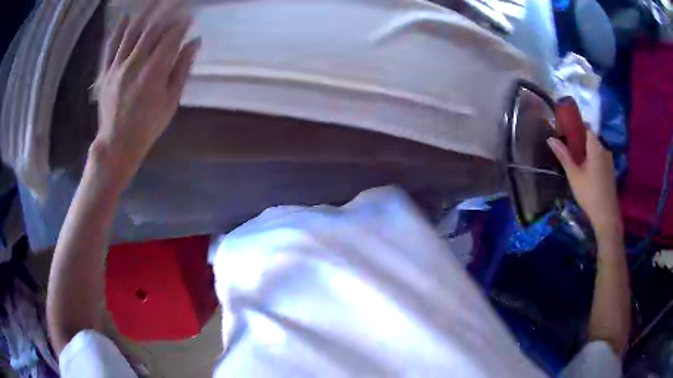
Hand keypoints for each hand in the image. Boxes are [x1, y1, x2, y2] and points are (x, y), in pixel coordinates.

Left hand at [94, 1, 199, 173]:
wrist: (117, 144)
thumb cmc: (148, 126)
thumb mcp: (171, 102)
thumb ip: (182, 69)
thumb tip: (194, 42)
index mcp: (154, 73)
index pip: (171, 38)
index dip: (182, 24)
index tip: (189, 16)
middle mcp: (135, 64)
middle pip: (153, 30)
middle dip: (167, 13)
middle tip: (177, 2)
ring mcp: (118, 67)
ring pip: (133, 32)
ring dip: (147, 14)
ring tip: (156, 1)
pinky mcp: (107, 72)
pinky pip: (111, 46)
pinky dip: (119, 30)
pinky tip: (127, 16)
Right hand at [547, 127, 622, 241]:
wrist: (606, 215)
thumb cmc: (589, 193)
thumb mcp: (574, 175)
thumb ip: (563, 155)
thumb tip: (550, 139)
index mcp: (596, 146)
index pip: (586, 127)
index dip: (575, 128)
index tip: (565, 134)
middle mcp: (604, 149)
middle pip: (590, 138)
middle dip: (579, 141)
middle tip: (567, 150)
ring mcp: (608, 160)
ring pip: (594, 149)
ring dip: (585, 152)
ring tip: (575, 162)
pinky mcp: (609, 170)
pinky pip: (599, 158)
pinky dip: (591, 160)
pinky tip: (585, 172)